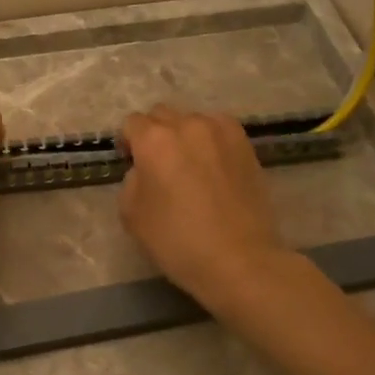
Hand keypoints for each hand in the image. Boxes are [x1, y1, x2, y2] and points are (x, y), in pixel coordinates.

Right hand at [118, 104, 288, 308]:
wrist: (239, 259)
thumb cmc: (177, 240)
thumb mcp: (131, 214)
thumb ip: (132, 180)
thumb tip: (145, 170)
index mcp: (154, 140)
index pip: (132, 123)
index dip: (128, 142)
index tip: (131, 163)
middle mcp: (187, 125)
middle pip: (162, 115)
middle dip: (155, 133)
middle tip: (158, 164)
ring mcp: (221, 131)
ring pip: (193, 120)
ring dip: (184, 135)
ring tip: (189, 164)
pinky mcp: (246, 144)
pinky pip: (219, 130)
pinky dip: (210, 140)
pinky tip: (213, 166)